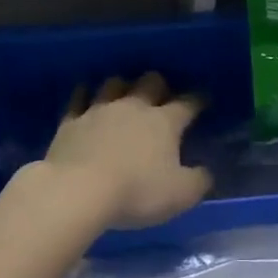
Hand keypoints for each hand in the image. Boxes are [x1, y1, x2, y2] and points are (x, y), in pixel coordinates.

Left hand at [38, 73, 209, 228]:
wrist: (78, 190)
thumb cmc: (136, 192)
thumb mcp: (180, 195)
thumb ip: (198, 181)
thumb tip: (206, 172)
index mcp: (164, 122)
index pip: (187, 103)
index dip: (198, 100)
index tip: (203, 99)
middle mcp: (133, 107)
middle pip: (150, 82)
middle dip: (159, 84)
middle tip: (161, 92)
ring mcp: (100, 110)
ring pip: (114, 84)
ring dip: (122, 85)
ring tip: (125, 91)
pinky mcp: (71, 120)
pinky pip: (78, 98)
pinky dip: (84, 94)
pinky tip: (85, 94)